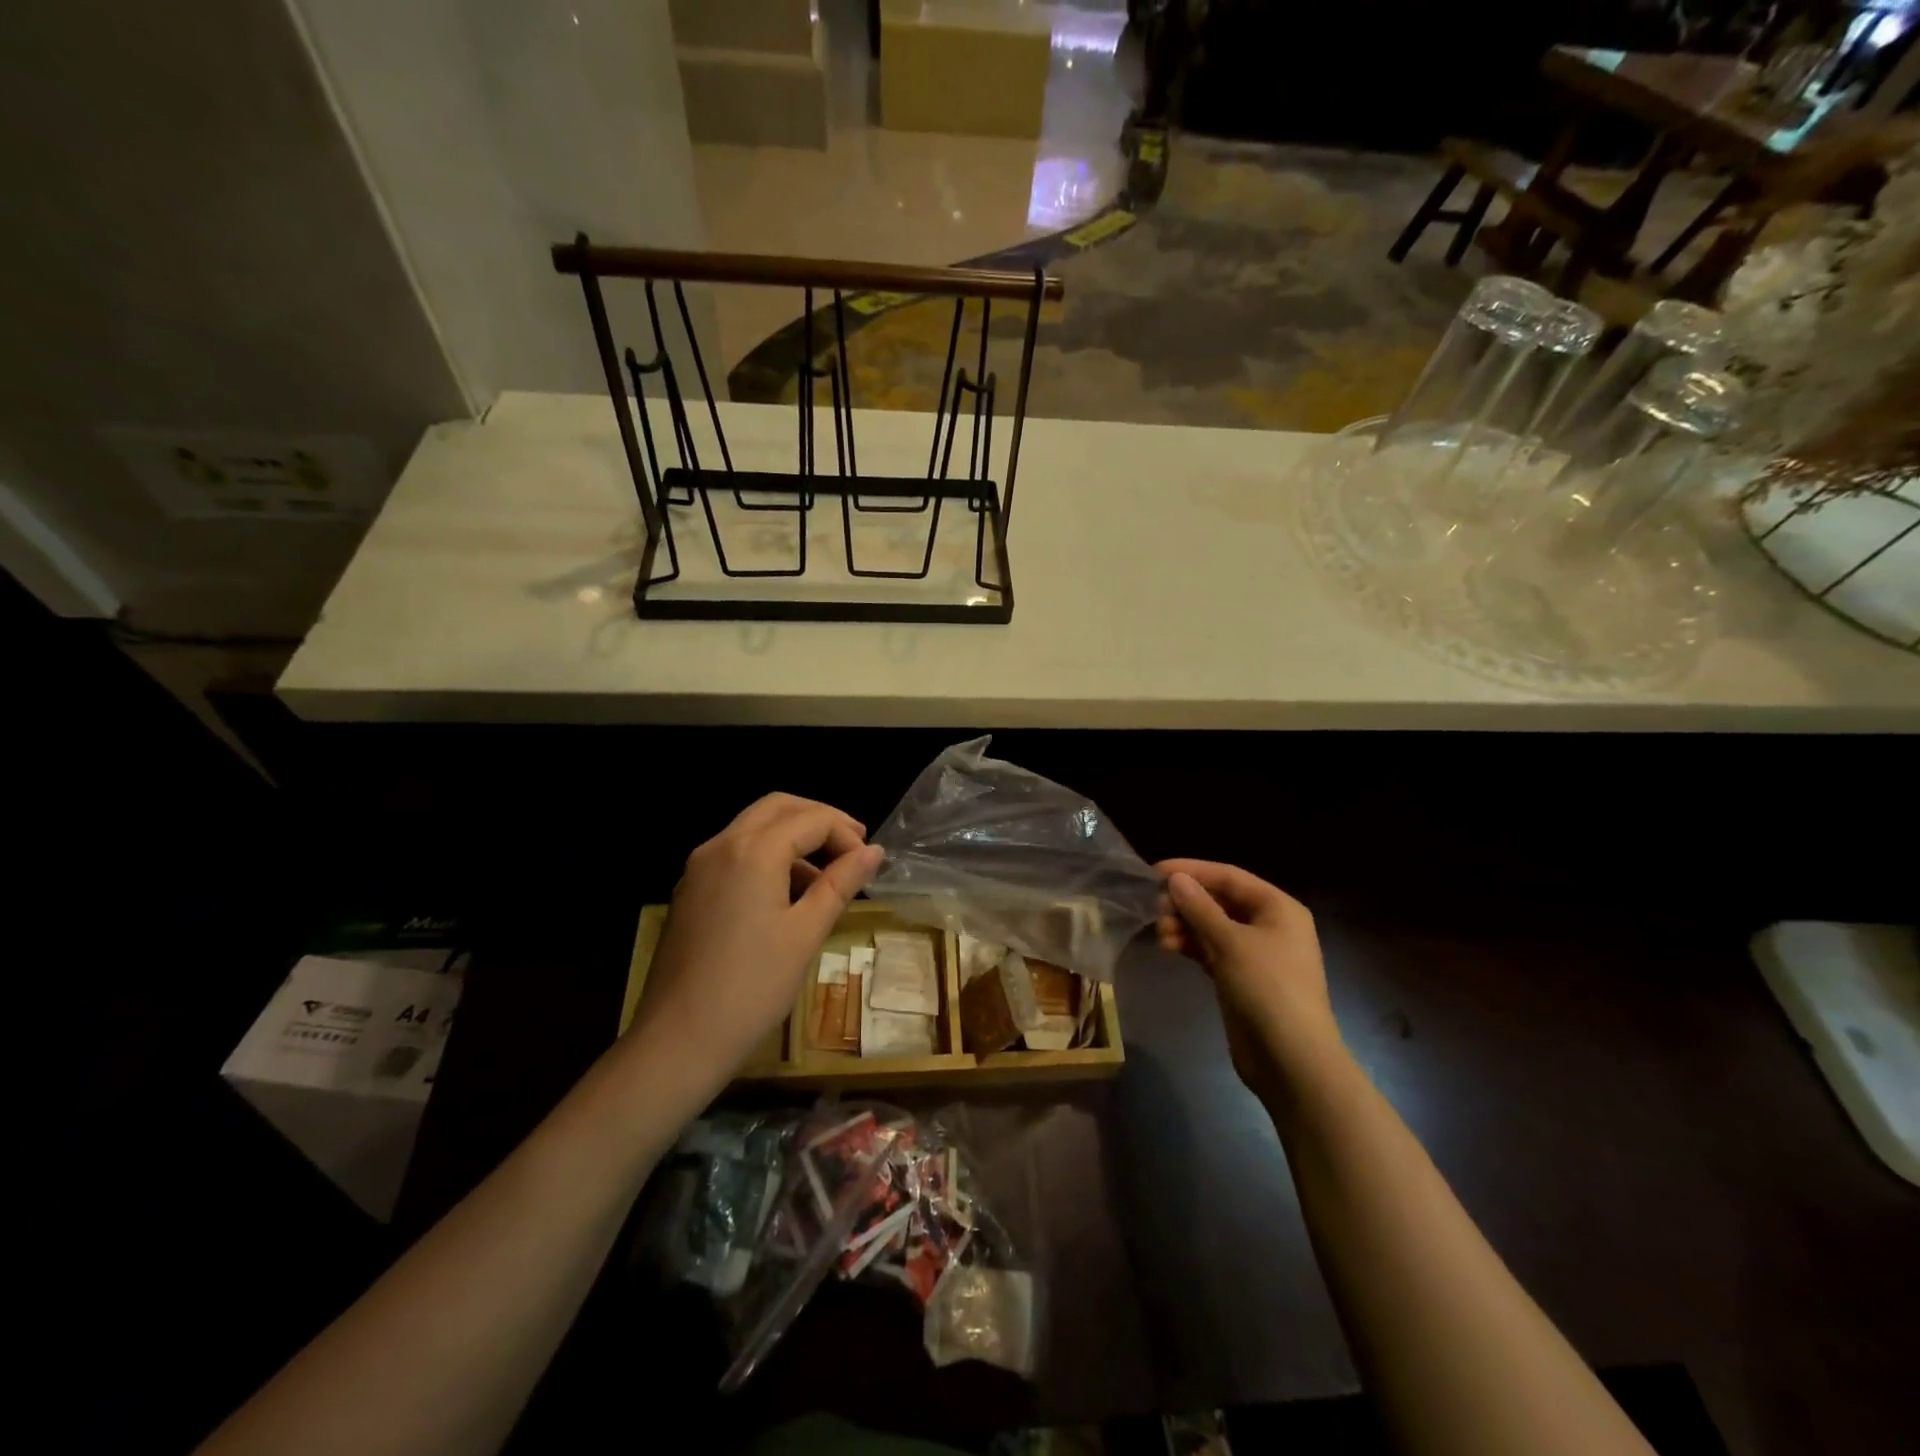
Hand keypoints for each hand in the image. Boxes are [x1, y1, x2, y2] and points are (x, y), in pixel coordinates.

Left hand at [630, 794, 883, 1089]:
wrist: (677, 1041)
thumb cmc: (752, 988)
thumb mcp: (806, 933)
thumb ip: (840, 884)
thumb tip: (874, 851)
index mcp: (752, 851)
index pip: (811, 819)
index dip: (846, 835)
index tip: (868, 865)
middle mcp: (720, 845)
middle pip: (778, 807)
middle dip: (819, 820)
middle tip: (853, 846)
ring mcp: (699, 867)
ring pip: (754, 827)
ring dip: (793, 837)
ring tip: (827, 877)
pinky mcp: (690, 891)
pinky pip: (736, 853)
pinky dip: (768, 856)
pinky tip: (788, 895)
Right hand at [1155, 859, 1342, 1096]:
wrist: (1292, 1059)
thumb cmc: (1268, 988)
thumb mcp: (1231, 942)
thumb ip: (1200, 908)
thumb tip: (1176, 879)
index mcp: (1278, 907)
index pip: (1229, 876)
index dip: (1192, 870)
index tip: (1154, 873)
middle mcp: (1269, 925)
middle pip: (1220, 901)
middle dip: (1186, 903)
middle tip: (1156, 911)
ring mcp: (1256, 954)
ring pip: (1213, 927)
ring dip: (1185, 926)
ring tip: (1161, 935)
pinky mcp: (1241, 978)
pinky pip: (1211, 950)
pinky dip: (1191, 946)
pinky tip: (1169, 948)